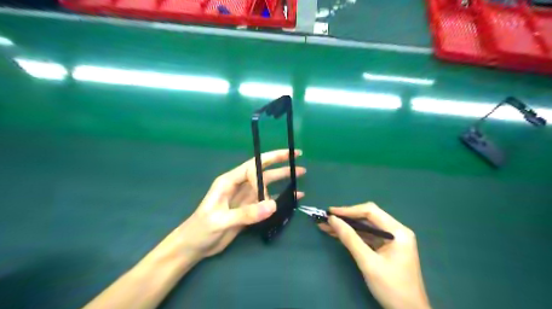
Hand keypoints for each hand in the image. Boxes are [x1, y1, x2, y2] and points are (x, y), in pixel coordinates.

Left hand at [172, 148, 306, 260]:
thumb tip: (273, 205)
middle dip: (279, 162)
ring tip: (300, 173)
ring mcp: (246, 197)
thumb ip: (246, 213)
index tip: (266, 194)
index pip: (250, 168)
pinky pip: (268, 200)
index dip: (262, 174)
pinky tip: (294, 197)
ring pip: (267, 184)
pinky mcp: (250, 209)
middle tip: (297, 156)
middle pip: (262, 170)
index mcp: (228, 181)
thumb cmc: (200, 229)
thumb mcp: (220, 220)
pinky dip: (281, 198)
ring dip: (283, 178)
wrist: (194, 246)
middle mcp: (239, 185)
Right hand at [319, 203, 430, 308]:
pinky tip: (338, 235)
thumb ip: (350, 239)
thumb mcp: (368, 262)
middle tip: (327, 218)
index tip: (330, 212)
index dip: (349, 210)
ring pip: (366, 227)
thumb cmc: (391, 288)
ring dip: (348, 227)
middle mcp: (397, 231)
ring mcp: (393, 239)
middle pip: (368, 217)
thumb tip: (332, 219)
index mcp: (398, 231)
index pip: (370, 212)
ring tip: (327, 226)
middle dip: (347, 218)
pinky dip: (353, 236)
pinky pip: (368, 237)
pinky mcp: (387, 248)